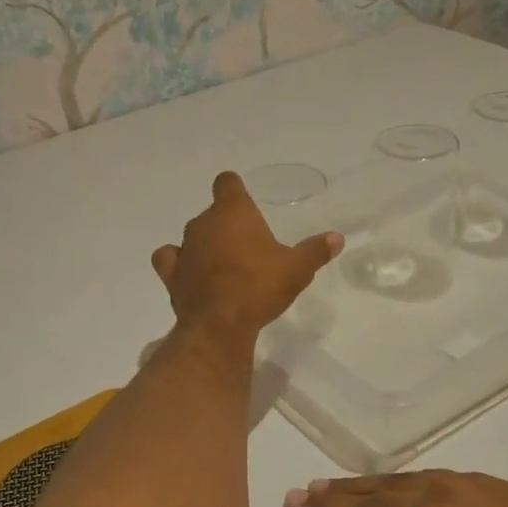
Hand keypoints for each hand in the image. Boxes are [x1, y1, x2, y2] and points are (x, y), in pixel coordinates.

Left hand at [153, 173, 341, 338]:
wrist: (220, 323)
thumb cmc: (260, 286)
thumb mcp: (297, 269)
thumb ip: (315, 251)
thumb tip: (337, 238)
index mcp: (233, 212)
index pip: (227, 183)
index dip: (234, 189)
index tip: (244, 200)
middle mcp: (203, 223)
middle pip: (213, 213)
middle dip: (227, 226)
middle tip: (248, 247)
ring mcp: (184, 248)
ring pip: (192, 236)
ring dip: (205, 245)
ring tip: (223, 265)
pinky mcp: (171, 275)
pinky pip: (171, 260)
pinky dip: (179, 264)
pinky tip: (190, 274)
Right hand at [283, 470, 507, 506]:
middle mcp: (434, 498)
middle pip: (370, 501)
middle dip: (330, 502)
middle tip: (295, 496)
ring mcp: (455, 483)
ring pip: (391, 483)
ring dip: (353, 485)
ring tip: (321, 484)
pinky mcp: (473, 478)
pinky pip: (417, 476)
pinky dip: (387, 479)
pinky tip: (375, 481)